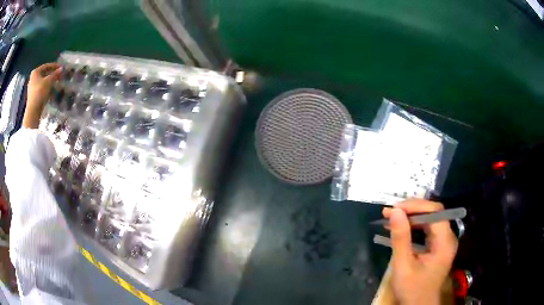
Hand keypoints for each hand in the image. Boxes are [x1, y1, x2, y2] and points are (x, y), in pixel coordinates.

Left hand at [23, 63, 61, 128]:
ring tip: (56, 83)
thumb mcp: (49, 81)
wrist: (33, 111)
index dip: (54, 66)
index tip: (61, 67)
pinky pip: (40, 88)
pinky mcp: (32, 96)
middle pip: (44, 74)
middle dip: (52, 75)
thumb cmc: (40, 92)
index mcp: (35, 72)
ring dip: (49, 82)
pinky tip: (50, 90)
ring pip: (42, 82)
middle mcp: (32, 78)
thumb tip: (62, 68)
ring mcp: (31, 88)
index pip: (47, 66)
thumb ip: (55, 74)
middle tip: (59, 75)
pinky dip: (46, 88)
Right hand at [383, 200, 457, 304]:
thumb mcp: (403, 266)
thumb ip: (401, 238)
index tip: (394, 209)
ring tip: (391, 218)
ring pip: (429, 220)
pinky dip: (413, 227)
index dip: (415, 206)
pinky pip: (427, 230)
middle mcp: (448, 237)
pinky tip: (400, 228)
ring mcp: (443, 242)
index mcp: (445, 242)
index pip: (435, 212)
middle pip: (433, 214)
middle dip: (411, 211)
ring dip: (410, 217)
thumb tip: (395, 211)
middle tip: (389, 213)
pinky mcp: (437, 247)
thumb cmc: (412, 289)